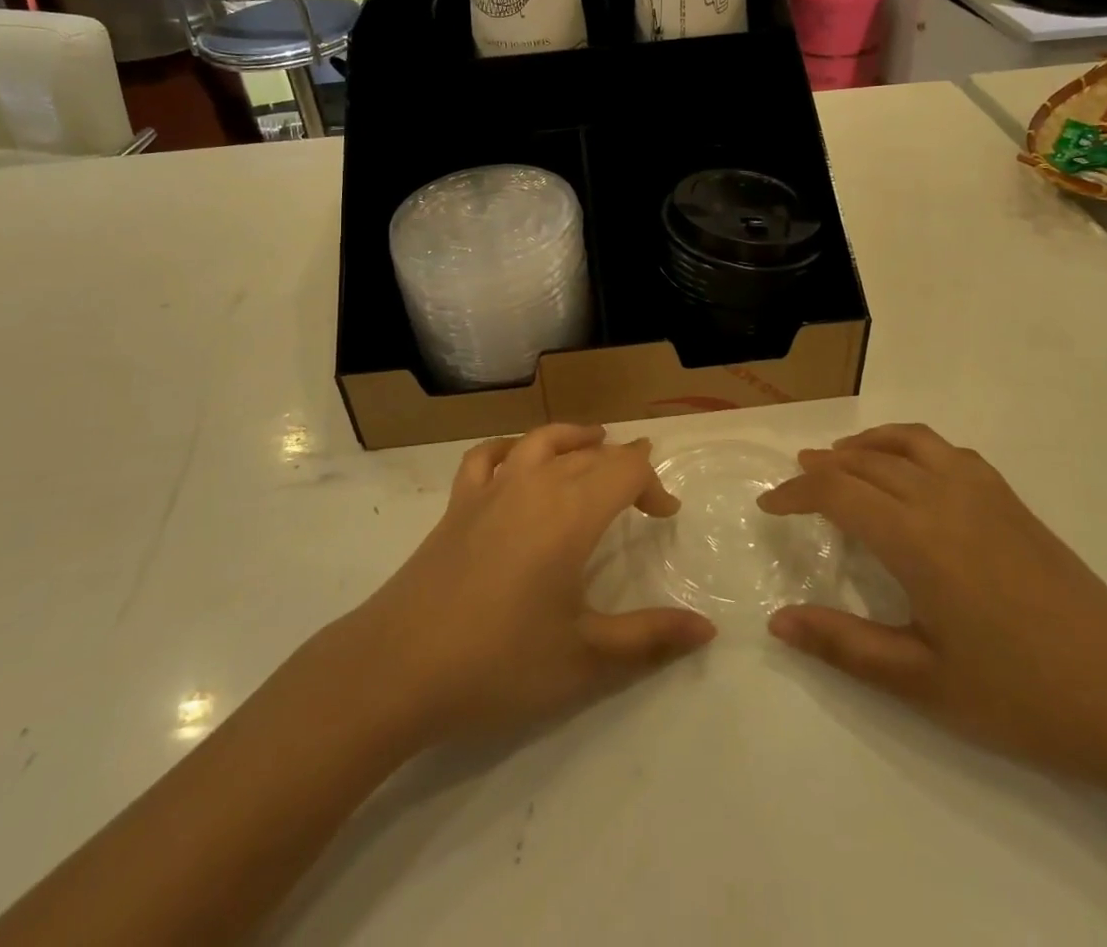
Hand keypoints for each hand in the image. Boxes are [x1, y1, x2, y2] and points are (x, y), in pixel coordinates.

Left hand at [328, 424, 715, 747]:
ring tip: (593, 443)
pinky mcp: (457, 504)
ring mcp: (490, 489)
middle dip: (621, 463)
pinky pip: (487, 456)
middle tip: (641, 490)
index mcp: (571, 513)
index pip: (625, 469)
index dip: (653, 483)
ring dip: (573, 438)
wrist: (399, 667)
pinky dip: (510, 448)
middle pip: (588, 453)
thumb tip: (707, 629)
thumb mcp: (585, 658)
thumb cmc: (499, 662)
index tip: (665, 516)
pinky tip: (516, 459)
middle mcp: (534, 485)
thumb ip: (650, 639)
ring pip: (540, 441)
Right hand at [759, 423, 1106, 784]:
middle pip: (867, 460)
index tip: (770, 506)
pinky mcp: (1012, 501)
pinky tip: (912, 473)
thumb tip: (777, 621)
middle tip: (797, 480)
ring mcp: (983, 493)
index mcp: (916, 538)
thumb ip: (843, 646)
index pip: (837, 491)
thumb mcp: (921, 682)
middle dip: (824, 465)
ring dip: (867, 444)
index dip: (796, 493)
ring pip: (909, 442)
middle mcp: (943, 498)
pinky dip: (912, 446)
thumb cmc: (1019, 696)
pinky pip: (948, 450)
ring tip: (844, 459)